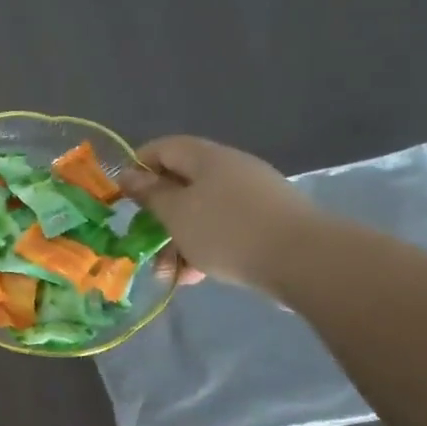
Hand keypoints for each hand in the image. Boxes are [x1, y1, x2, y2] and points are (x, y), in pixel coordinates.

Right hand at [118, 136, 323, 292]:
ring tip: (170, 275)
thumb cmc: (226, 230)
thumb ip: (150, 193)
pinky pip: (223, 229)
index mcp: (206, 158)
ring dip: (178, 241)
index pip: (162, 148)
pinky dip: (204, 249)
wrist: (305, 260)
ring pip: (200, 213)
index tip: (121, 198)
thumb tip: (128, 174)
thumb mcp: (176, 213)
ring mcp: (251, 196)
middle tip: (143, 245)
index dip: (137, 168)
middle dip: (157, 218)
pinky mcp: (266, 223)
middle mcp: (230, 169)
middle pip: (181, 185)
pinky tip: (196, 277)